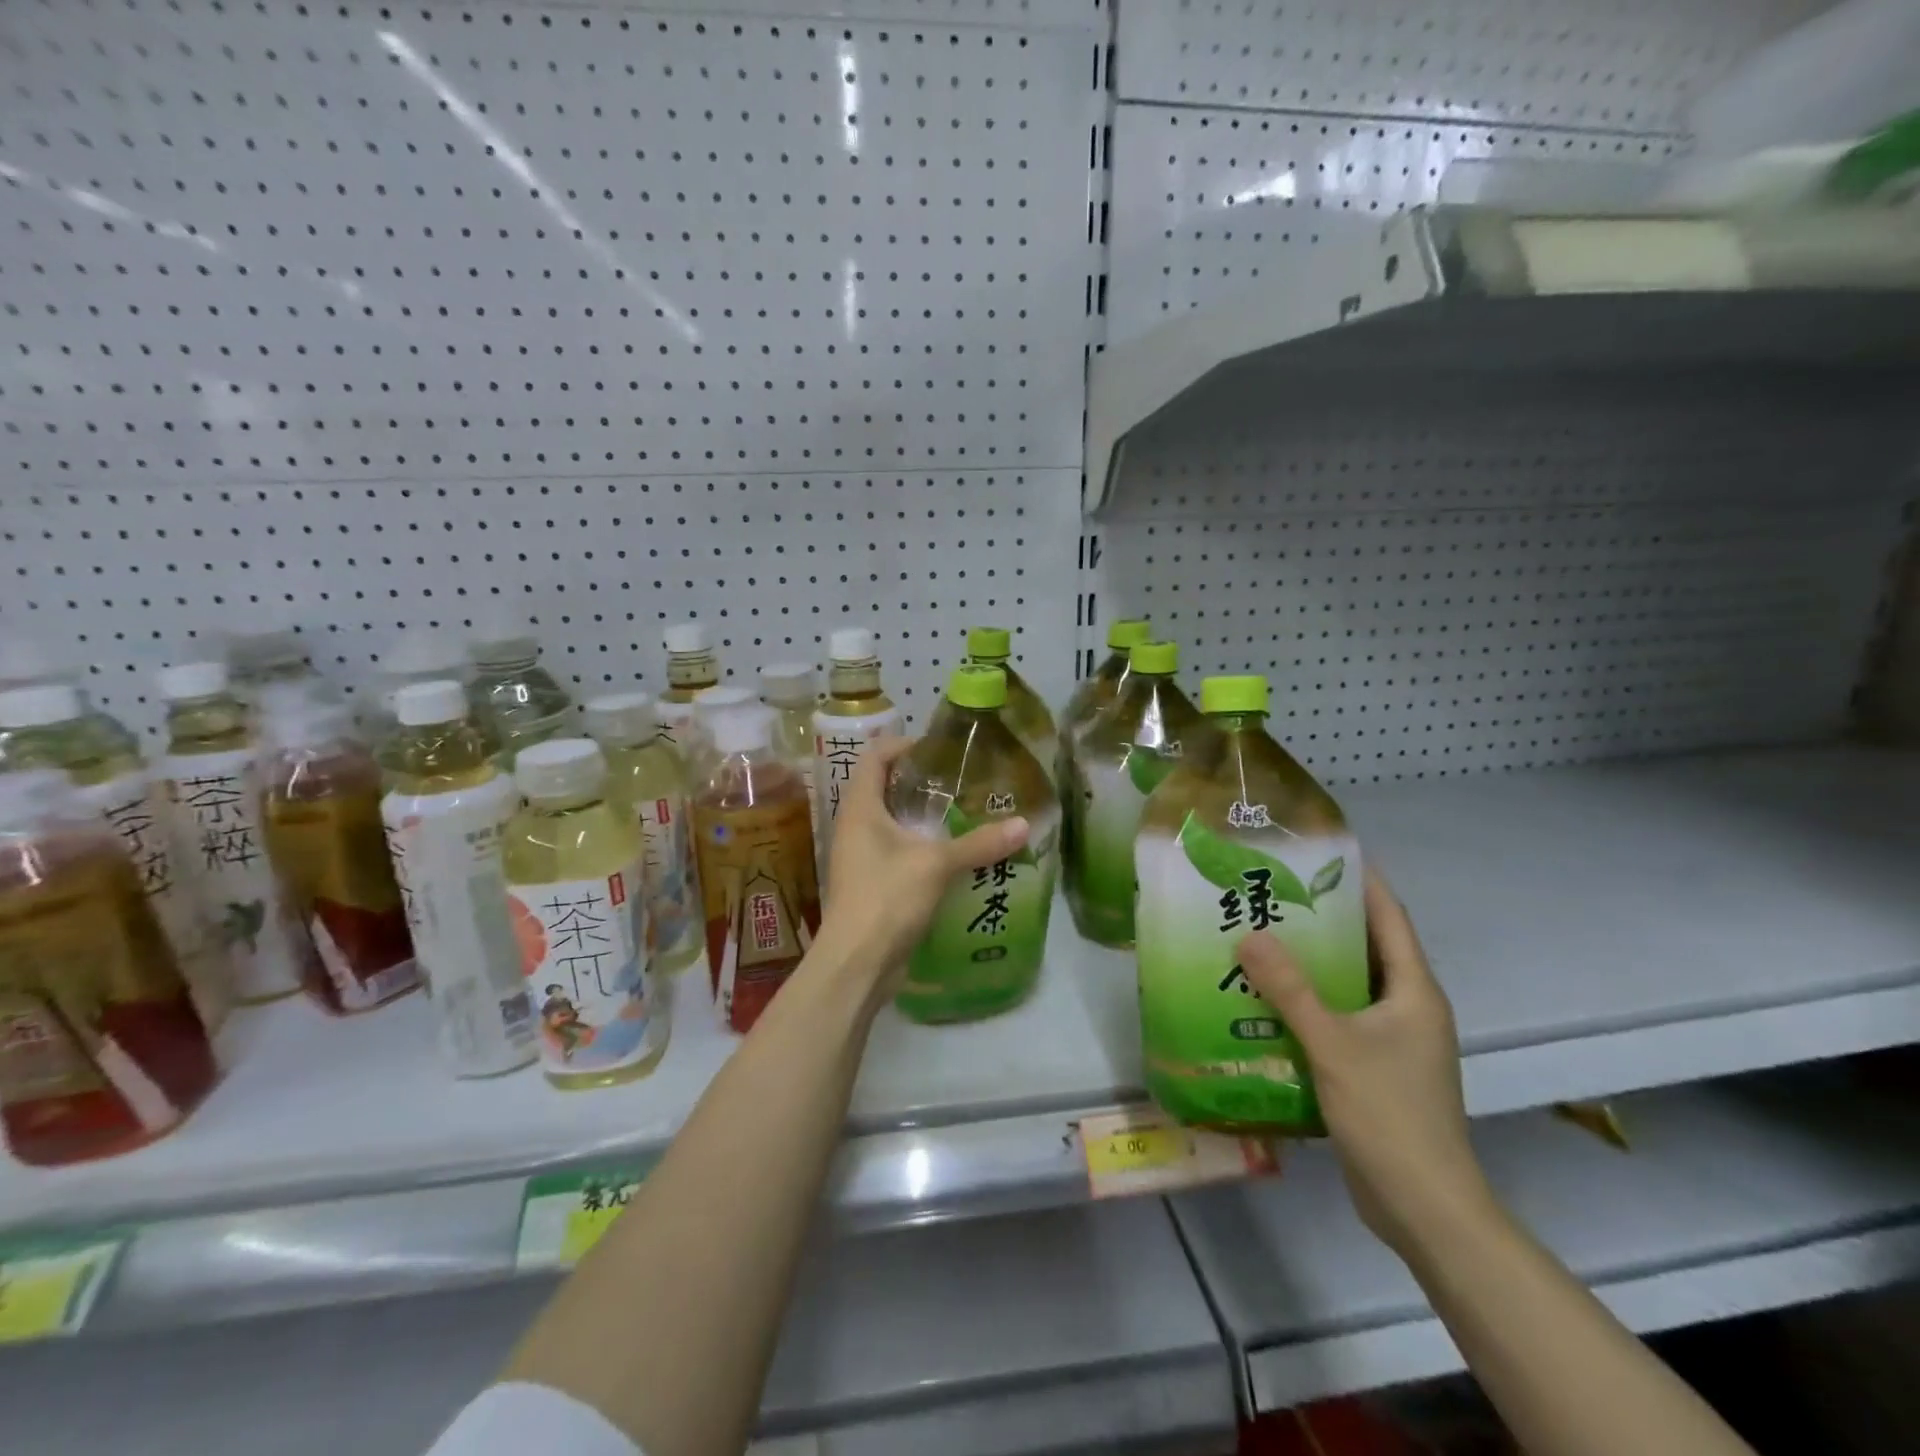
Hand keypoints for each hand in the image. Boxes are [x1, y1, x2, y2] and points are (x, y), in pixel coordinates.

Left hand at [813, 735, 1029, 984]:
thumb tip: (1024, 824)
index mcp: (860, 808)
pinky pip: (896, 851)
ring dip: (921, 816)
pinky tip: (952, 854)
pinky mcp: (871, 883)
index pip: (874, 757)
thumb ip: (980, 843)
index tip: (937, 748)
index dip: (902, 744)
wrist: (856, 963)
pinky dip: (921, 845)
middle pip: (882, 787)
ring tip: (962, 813)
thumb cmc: (887, 897)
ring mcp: (860, 857)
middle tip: (958, 780)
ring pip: (891, 822)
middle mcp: (854, 826)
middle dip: (918, 780)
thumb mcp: (937, 864)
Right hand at [1237, 871, 1494, 1257]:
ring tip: (1257, 938)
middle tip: (1270, 894)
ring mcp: (1393, 1041)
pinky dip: (1306, 1003)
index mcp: (1414, 991)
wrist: (1423, 1207)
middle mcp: (1407, 1008)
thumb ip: (1290, 989)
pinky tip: (1264, 1000)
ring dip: (1309, 965)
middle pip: (1365, 948)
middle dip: (1321, 920)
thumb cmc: (1390, 1114)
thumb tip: (1248, 935)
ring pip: (1347, 986)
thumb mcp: (1333, 1044)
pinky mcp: (1374, 1068)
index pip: (1388, 918)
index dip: (1361, 882)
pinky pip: (1337, 1019)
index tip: (1322, 852)